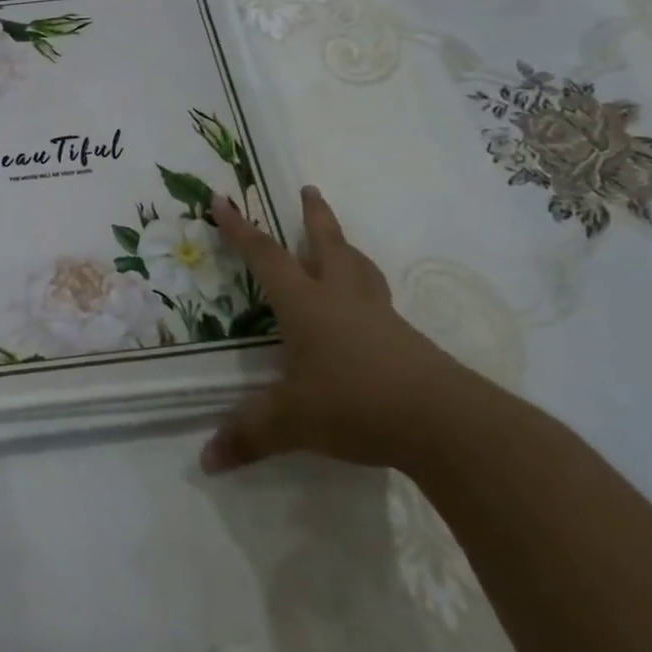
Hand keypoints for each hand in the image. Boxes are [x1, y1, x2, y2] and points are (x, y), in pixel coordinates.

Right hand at [202, 186, 474, 472]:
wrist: (445, 422)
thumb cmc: (356, 404)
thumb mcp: (292, 421)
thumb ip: (249, 436)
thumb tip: (206, 461)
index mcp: (306, 304)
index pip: (266, 257)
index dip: (241, 229)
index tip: (223, 199)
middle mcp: (341, 299)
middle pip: (328, 244)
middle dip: (315, 216)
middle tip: (309, 189)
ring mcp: (379, 317)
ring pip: (360, 268)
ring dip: (346, 247)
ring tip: (340, 242)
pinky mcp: (407, 340)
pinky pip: (379, 301)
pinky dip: (367, 291)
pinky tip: (366, 312)